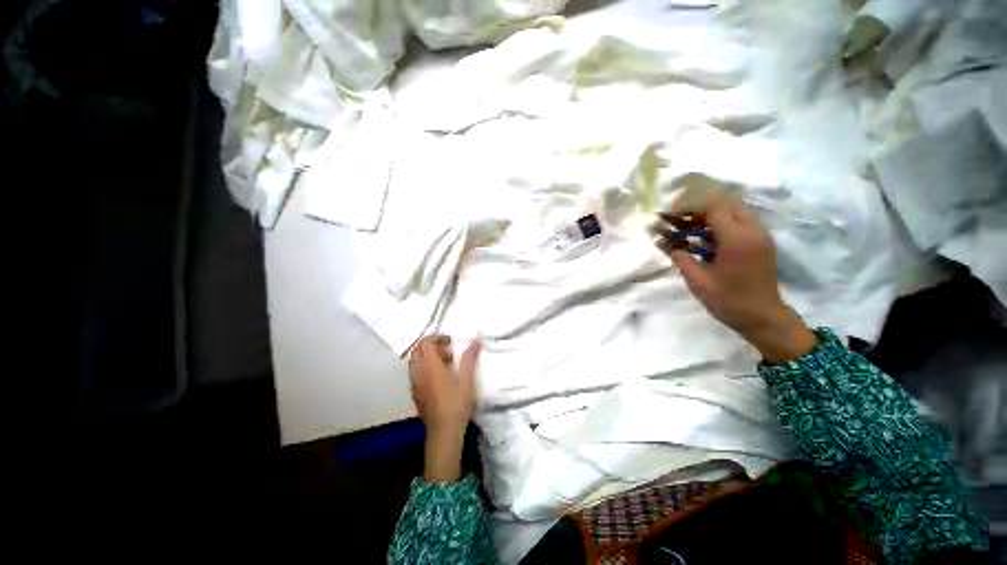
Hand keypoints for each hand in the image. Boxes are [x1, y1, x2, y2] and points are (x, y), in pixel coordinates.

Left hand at [409, 335, 481, 482]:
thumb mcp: (467, 380)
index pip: (425, 343)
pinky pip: (415, 372)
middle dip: (431, 345)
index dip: (436, 337)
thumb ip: (469, 358)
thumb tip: (476, 340)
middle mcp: (419, 373)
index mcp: (430, 367)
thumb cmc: (457, 405)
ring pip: (415, 361)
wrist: (443, 432)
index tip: (450, 341)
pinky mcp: (415, 393)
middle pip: (417, 350)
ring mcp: (415, 383)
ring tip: (444, 363)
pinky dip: (424, 367)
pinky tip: (438, 377)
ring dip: (427, 356)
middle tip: (447, 351)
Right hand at [656, 195, 815, 363]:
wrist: (763, 318)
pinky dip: (721, 223)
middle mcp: (753, 230)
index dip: (688, 207)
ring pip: (734, 210)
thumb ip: (680, 257)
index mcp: (737, 239)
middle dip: (698, 208)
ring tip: (689, 229)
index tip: (670, 216)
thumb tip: (665, 242)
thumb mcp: (697, 280)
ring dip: (710, 214)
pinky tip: (706, 238)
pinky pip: (741, 221)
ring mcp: (760, 234)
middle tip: (679, 221)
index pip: (712, 207)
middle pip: (725, 203)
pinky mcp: (762, 241)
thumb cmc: (728, 301)